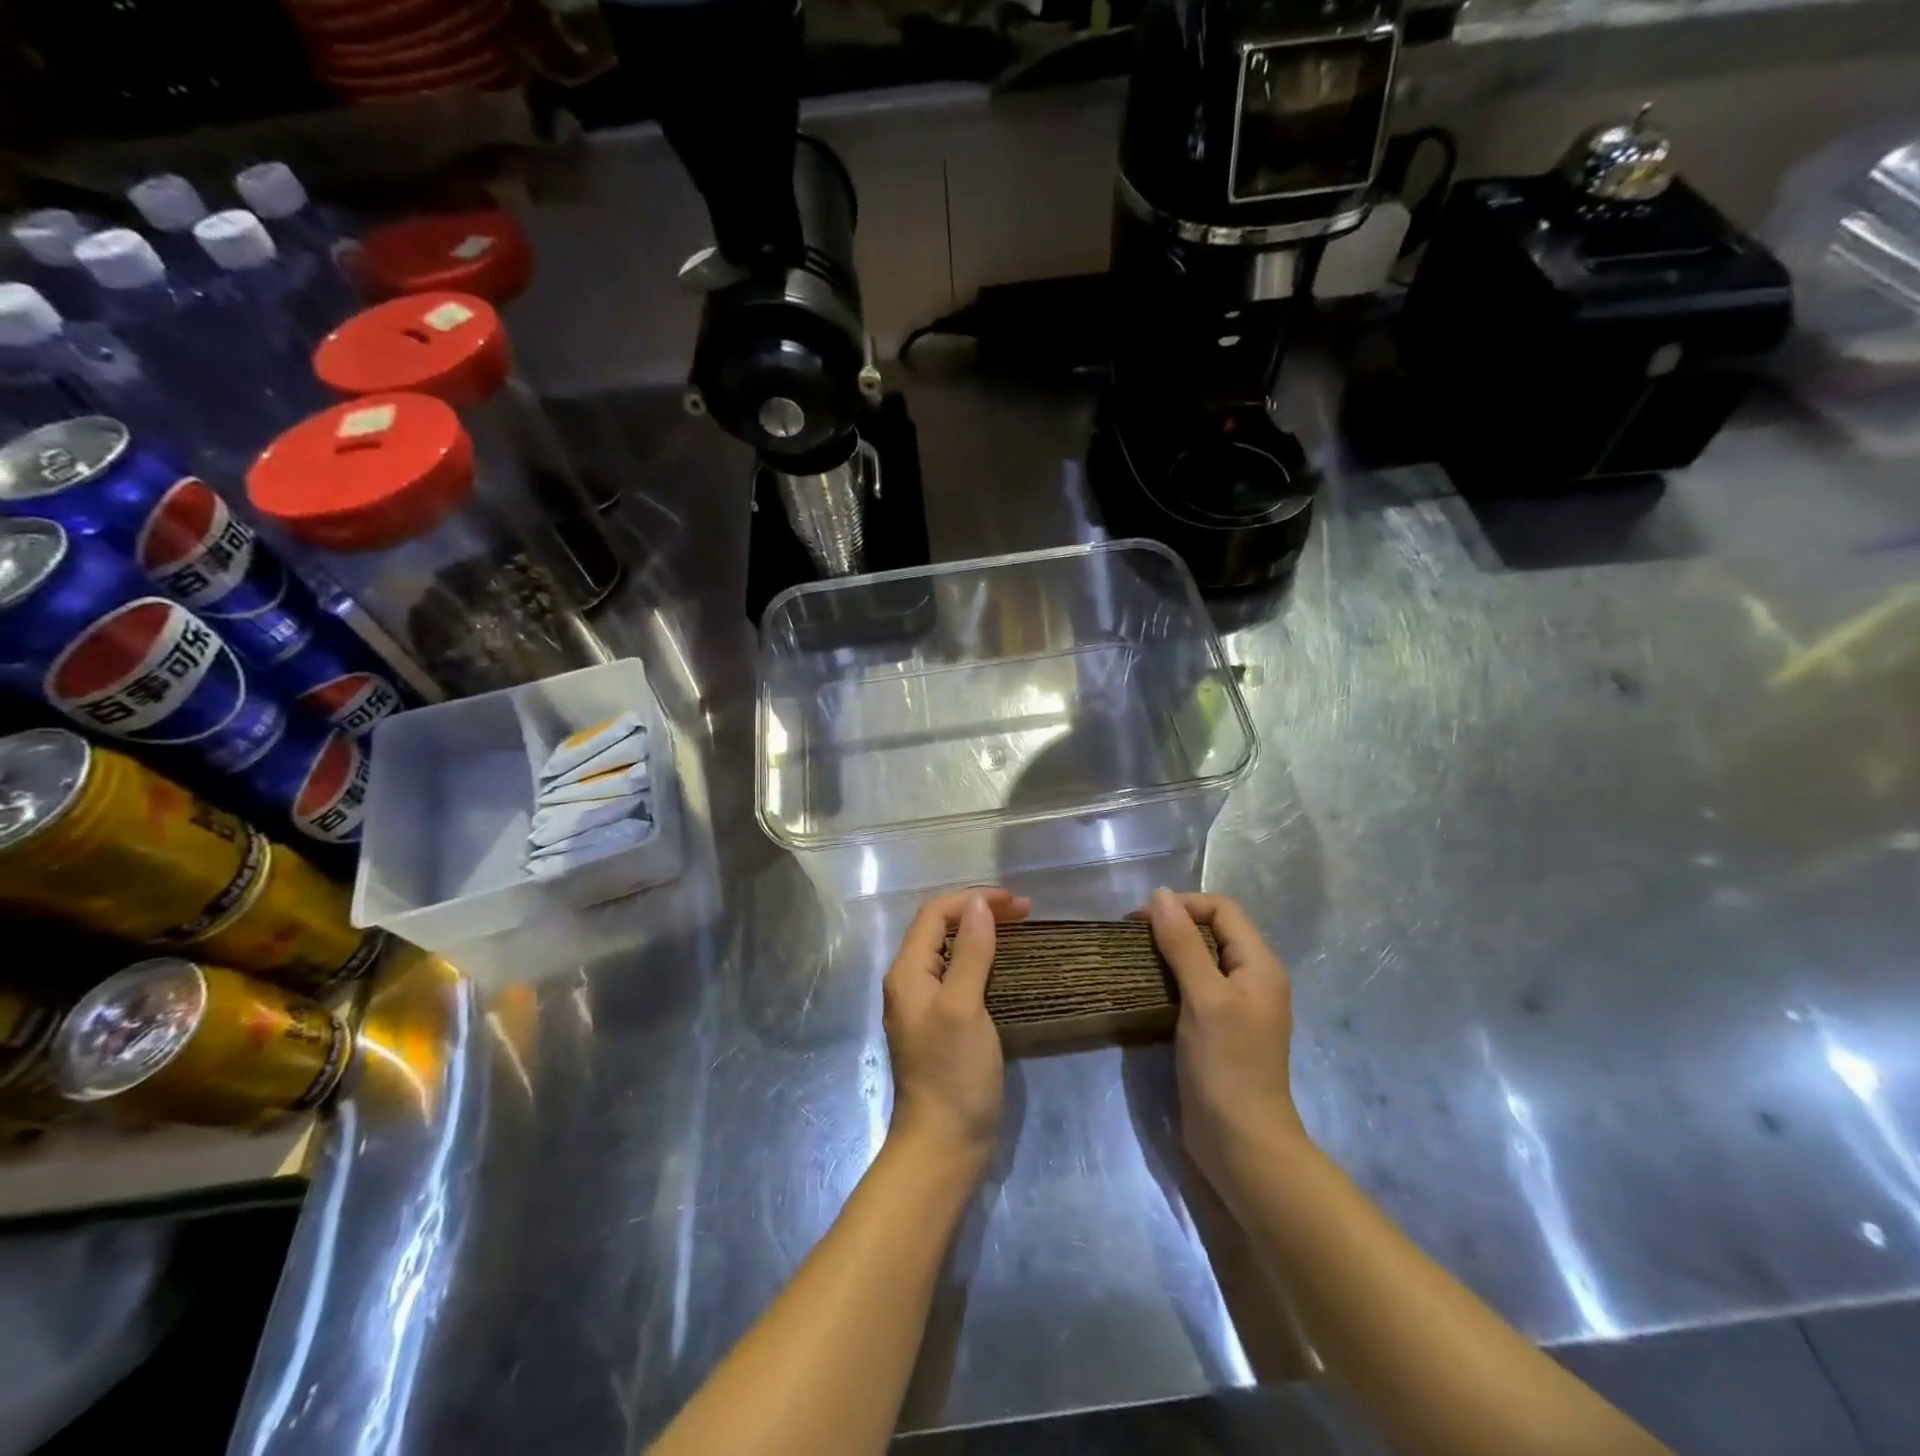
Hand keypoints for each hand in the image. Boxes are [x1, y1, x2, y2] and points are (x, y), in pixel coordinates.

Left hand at [882, 887, 1030, 1173]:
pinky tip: (1007, 966)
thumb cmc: (953, 1073)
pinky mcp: (943, 1024)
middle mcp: (911, 982)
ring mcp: (925, 1005)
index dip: (972, 900)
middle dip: (980, 912)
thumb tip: (978, 905)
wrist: (944, 1145)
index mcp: (908, 972)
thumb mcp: (964, 1007)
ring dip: (983, 934)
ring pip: (952, 952)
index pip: (935, 915)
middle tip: (1024, 912)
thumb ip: (971, 953)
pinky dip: (984, 960)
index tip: (1014, 902)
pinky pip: (960, 976)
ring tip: (1020, 929)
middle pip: (942, 929)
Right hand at [1138, 888, 1306, 1193]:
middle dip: (1174, 924)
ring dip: (1170, 951)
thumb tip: (1160, 895)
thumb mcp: (1204, 997)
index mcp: (1260, 965)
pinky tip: (1148, 988)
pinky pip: (1197, 985)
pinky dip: (1173, 977)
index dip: (1183, 905)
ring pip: (1203, 958)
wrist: (1241, 1144)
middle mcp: (1254, 979)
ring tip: (1134, 958)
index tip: (1141, 920)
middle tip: (1133, 937)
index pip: (1223, 909)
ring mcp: (1238, 1006)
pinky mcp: (1220, 1028)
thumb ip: (1183, 944)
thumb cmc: (1226, 1065)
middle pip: (1214, 930)